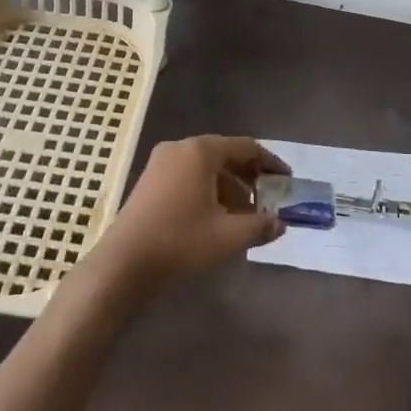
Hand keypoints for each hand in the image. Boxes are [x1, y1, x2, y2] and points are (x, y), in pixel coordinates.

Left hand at [94, 135, 287, 289]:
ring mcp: (161, 163)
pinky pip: (189, 177)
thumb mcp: (228, 236)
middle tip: (269, 199)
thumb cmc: (180, 241)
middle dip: (249, 178)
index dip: (270, 163)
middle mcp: (181, 148)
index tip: (287, 180)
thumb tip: (280, 224)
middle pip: (225, 155)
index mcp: (201, 151)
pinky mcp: (150, 181)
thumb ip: (260, 226)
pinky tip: (217, 218)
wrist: (124, 263)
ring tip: (245, 216)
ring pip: (206, 168)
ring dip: (229, 188)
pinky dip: (208, 191)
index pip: (246, 147)